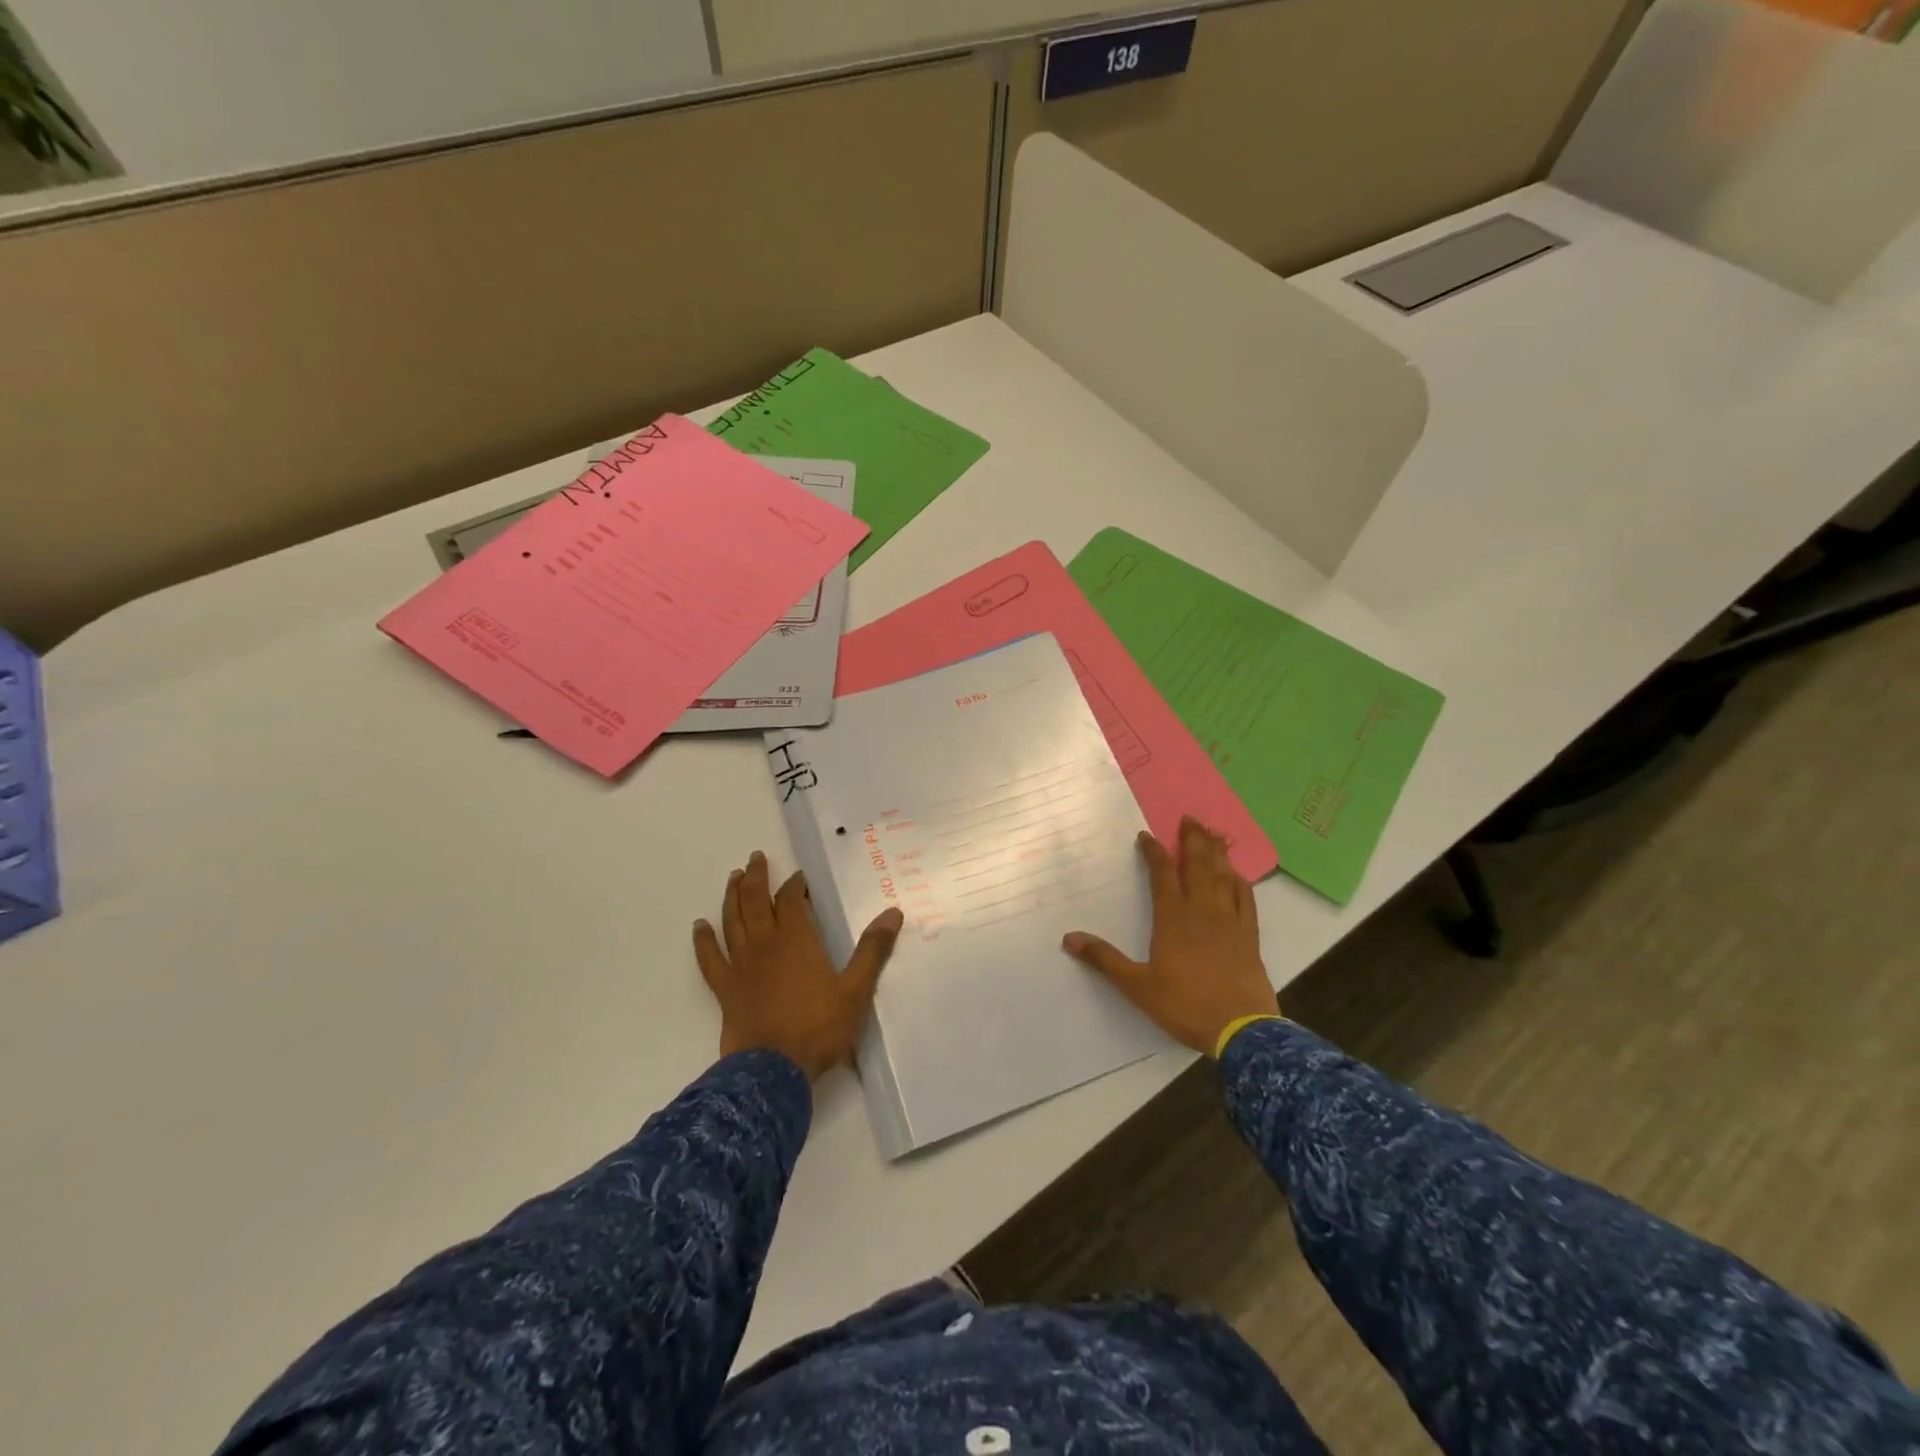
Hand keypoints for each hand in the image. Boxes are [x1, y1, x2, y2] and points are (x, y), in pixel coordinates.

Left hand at [693, 851, 903, 1080]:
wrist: (772, 1070)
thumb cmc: (818, 1027)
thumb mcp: (856, 990)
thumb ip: (872, 950)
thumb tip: (893, 913)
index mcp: (797, 940)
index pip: (791, 900)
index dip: (794, 884)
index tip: (800, 876)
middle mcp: (765, 944)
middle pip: (755, 901)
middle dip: (756, 877)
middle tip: (755, 858)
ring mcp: (740, 966)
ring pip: (732, 921)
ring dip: (732, 897)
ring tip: (733, 878)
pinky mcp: (725, 989)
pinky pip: (710, 958)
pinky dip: (703, 940)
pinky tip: (699, 926)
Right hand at [1063, 817, 1275, 1053]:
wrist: (1241, 1030)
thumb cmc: (1185, 1004)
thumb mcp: (1138, 986)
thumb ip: (1104, 960)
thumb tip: (1069, 938)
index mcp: (1173, 918)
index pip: (1163, 874)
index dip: (1154, 852)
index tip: (1147, 836)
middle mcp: (1202, 910)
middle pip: (1198, 865)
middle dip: (1193, 840)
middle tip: (1190, 819)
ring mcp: (1230, 920)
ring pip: (1223, 876)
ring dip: (1217, 852)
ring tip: (1213, 834)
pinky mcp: (1249, 935)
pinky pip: (1246, 899)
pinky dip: (1240, 882)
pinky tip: (1237, 875)